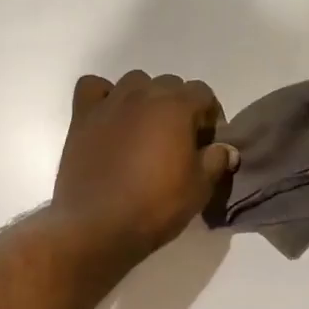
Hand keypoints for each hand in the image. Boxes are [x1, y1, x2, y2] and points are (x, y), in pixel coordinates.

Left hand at [50, 71, 238, 265]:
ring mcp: (109, 103)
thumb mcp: (199, 189)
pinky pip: (94, 88)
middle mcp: (143, 94)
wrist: (97, 226)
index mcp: (176, 107)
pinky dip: (104, 96)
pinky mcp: (82, 117)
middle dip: (179, 107)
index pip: (203, 93)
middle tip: (178, 141)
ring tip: (144, 130)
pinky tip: (109, 118)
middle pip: (169, 84)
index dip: (210, 117)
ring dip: (144, 99)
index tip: (207, 143)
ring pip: (134, 82)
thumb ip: (216, 161)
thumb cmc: (154, 206)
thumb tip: (226, 149)